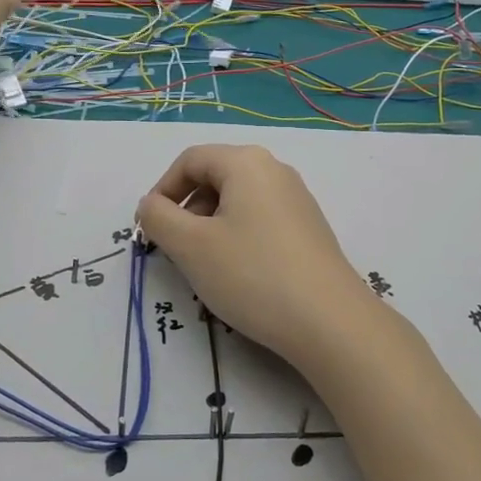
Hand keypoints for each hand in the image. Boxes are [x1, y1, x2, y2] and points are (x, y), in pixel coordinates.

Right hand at [136, 144, 372, 367]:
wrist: (329, 321)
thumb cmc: (252, 274)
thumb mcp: (191, 247)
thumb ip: (159, 218)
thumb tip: (151, 204)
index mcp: (246, 162)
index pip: (190, 160)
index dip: (163, 190)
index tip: (151, 228)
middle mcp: (275, 170)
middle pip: (216, 176)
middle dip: (188, 209)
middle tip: (176, 249)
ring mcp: (297, 198)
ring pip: (238, 200)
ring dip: (211, 225)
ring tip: (206, 265)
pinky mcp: (309, 227)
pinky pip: (261, 218)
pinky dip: (238, 235)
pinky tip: (239, 273)